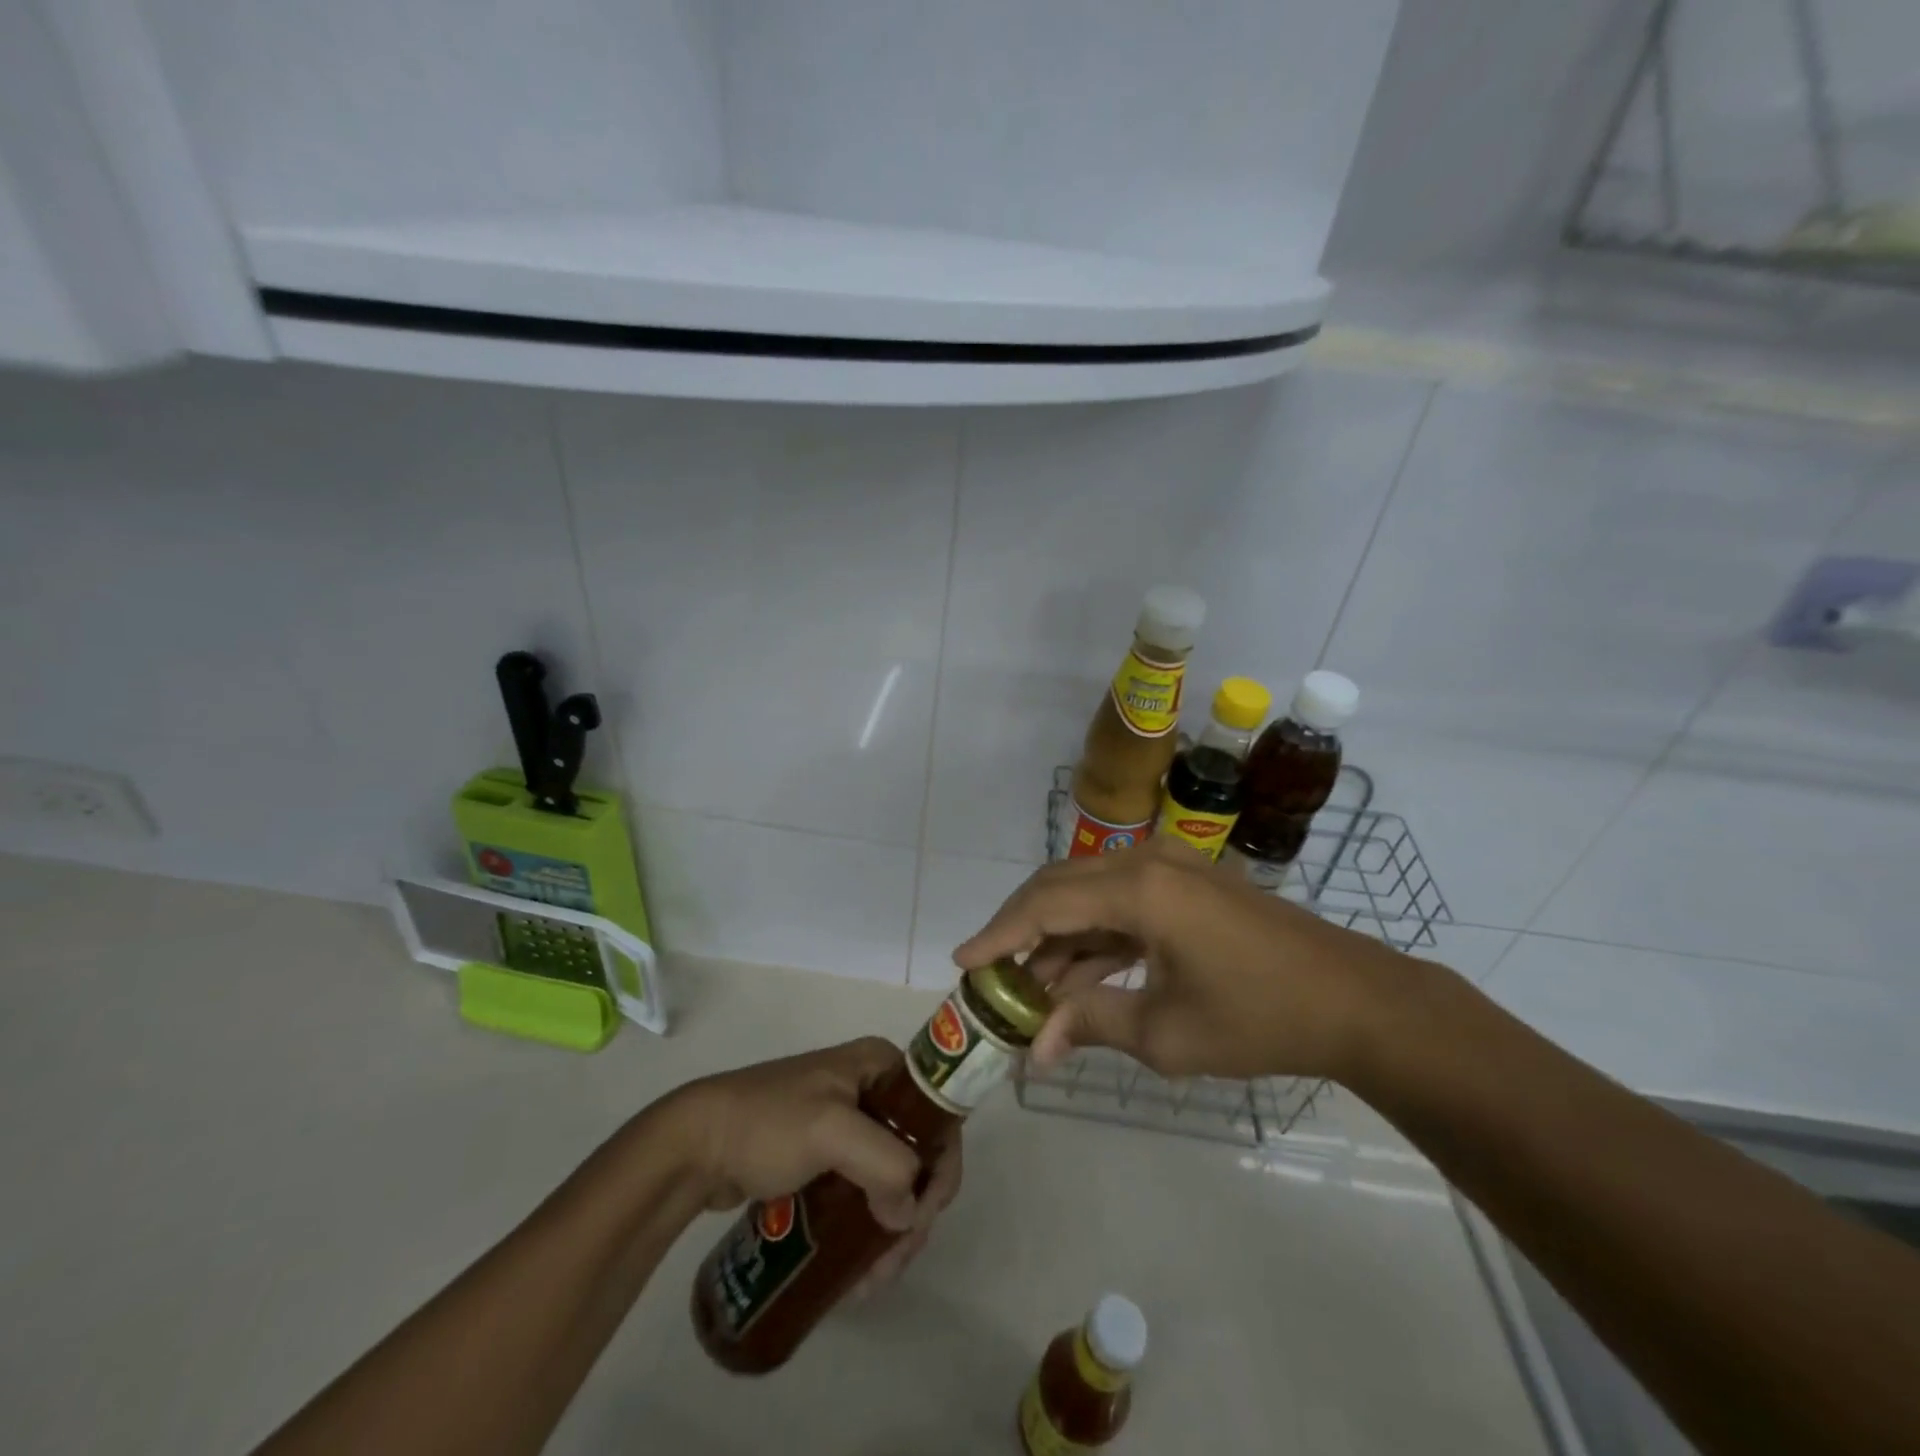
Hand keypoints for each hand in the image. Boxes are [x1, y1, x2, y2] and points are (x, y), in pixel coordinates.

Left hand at [659, 1038, 961, 1288]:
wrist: (694, 1144)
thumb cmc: (766, 1124)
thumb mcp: (830, 1131)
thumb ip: (883, 1164)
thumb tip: (908, 1216)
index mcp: (880, 1065)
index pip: (936, 1113)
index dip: (940, 1166)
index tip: (920, 1219)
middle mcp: (872, 1089)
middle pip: (918, 1153)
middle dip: (913, 1212)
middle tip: (893, 1262)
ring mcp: (849, 1125)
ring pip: (893, 1180)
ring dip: (892, 1231)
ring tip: (870, 1281)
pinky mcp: (827, 1158)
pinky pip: (864, 1194)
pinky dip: (868, 1231)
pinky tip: (857, 1271)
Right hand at [953, 838, 1409, 1081]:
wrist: (1355, 1001)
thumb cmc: (1260, 1017)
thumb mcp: (1167, 1033)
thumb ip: (1091, 1025)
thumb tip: (1034, 1048)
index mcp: (1140, 889)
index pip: (1045, 905)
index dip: (999, 934)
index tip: (962, 962)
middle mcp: (1146, 863)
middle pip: (1059, 887)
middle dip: (1020, 931)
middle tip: (990, 975)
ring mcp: (1169, 869)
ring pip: (1089, 896)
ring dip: (1057, 940)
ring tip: (1029, 991)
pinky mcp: (1185, 885)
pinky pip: (1120, 904)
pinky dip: (1093, 939)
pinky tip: (1076, 979)